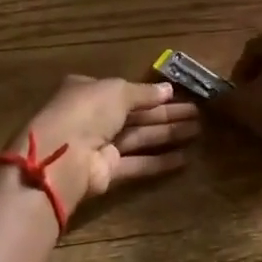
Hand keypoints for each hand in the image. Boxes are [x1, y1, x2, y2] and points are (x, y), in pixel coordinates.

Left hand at [4, 75, 200, 210]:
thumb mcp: (117, 91)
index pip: (125, 91)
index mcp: (90, 91)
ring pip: (140, 137)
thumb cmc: (87, 111)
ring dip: (168, 134)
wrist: (63, 156)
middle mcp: (94, 117)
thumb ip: (144, 92)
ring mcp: (100, 145)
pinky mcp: (107, 171)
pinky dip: (159, 161)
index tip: (178, 95)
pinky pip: (137, 163)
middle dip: (167, 114)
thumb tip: (168, 89)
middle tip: (198, 115)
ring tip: (198, 132)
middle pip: (137, 115)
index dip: (152, 94)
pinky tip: (185, 158)